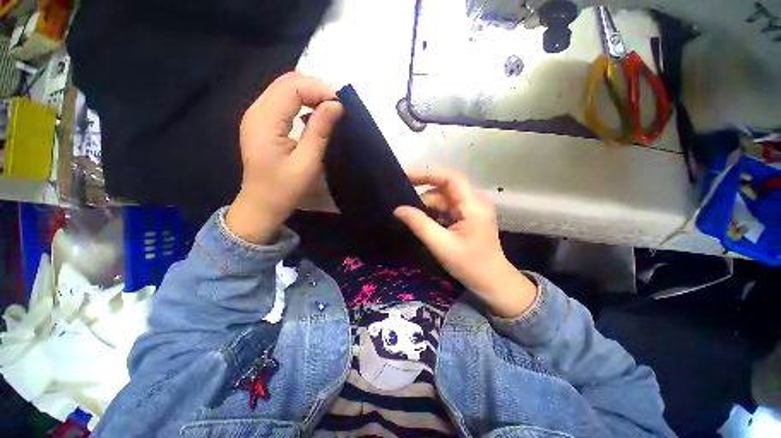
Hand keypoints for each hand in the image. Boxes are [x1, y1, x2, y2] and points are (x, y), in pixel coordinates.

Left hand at [226, 72, 343, 243]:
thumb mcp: (307, 162)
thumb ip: (320, 131)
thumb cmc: (285, 188)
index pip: (292, 87)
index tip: (341, 104)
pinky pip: (282, 100)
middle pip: (286, 82)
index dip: (318, 89)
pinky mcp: (262, 122)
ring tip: (330, 107)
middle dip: (315, 87)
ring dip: (309, 92)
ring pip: (284, 88)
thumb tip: (336, 105)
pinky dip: (302, 100)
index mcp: (265, 120)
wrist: (262, 204)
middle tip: (338, 104)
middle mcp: (256, 110)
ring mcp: (256, 115)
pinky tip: (315, 111)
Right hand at [394, 169, 537, 317]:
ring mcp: (471, 209)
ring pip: (443, 199)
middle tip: (400, 198)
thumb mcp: (441, 245)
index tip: (405, 176)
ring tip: (405, 210)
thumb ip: (419, 224)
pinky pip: (446, 208)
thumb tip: (398, 209)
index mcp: (473, 204)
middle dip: (422, 192)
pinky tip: (419, 218)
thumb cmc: (471, 265)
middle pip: (445, 188)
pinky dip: (432, 212)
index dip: (426, 174)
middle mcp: (473, 201)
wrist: (493, 283)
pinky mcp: (467, 217)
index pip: (449, 178)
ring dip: (426, 204)